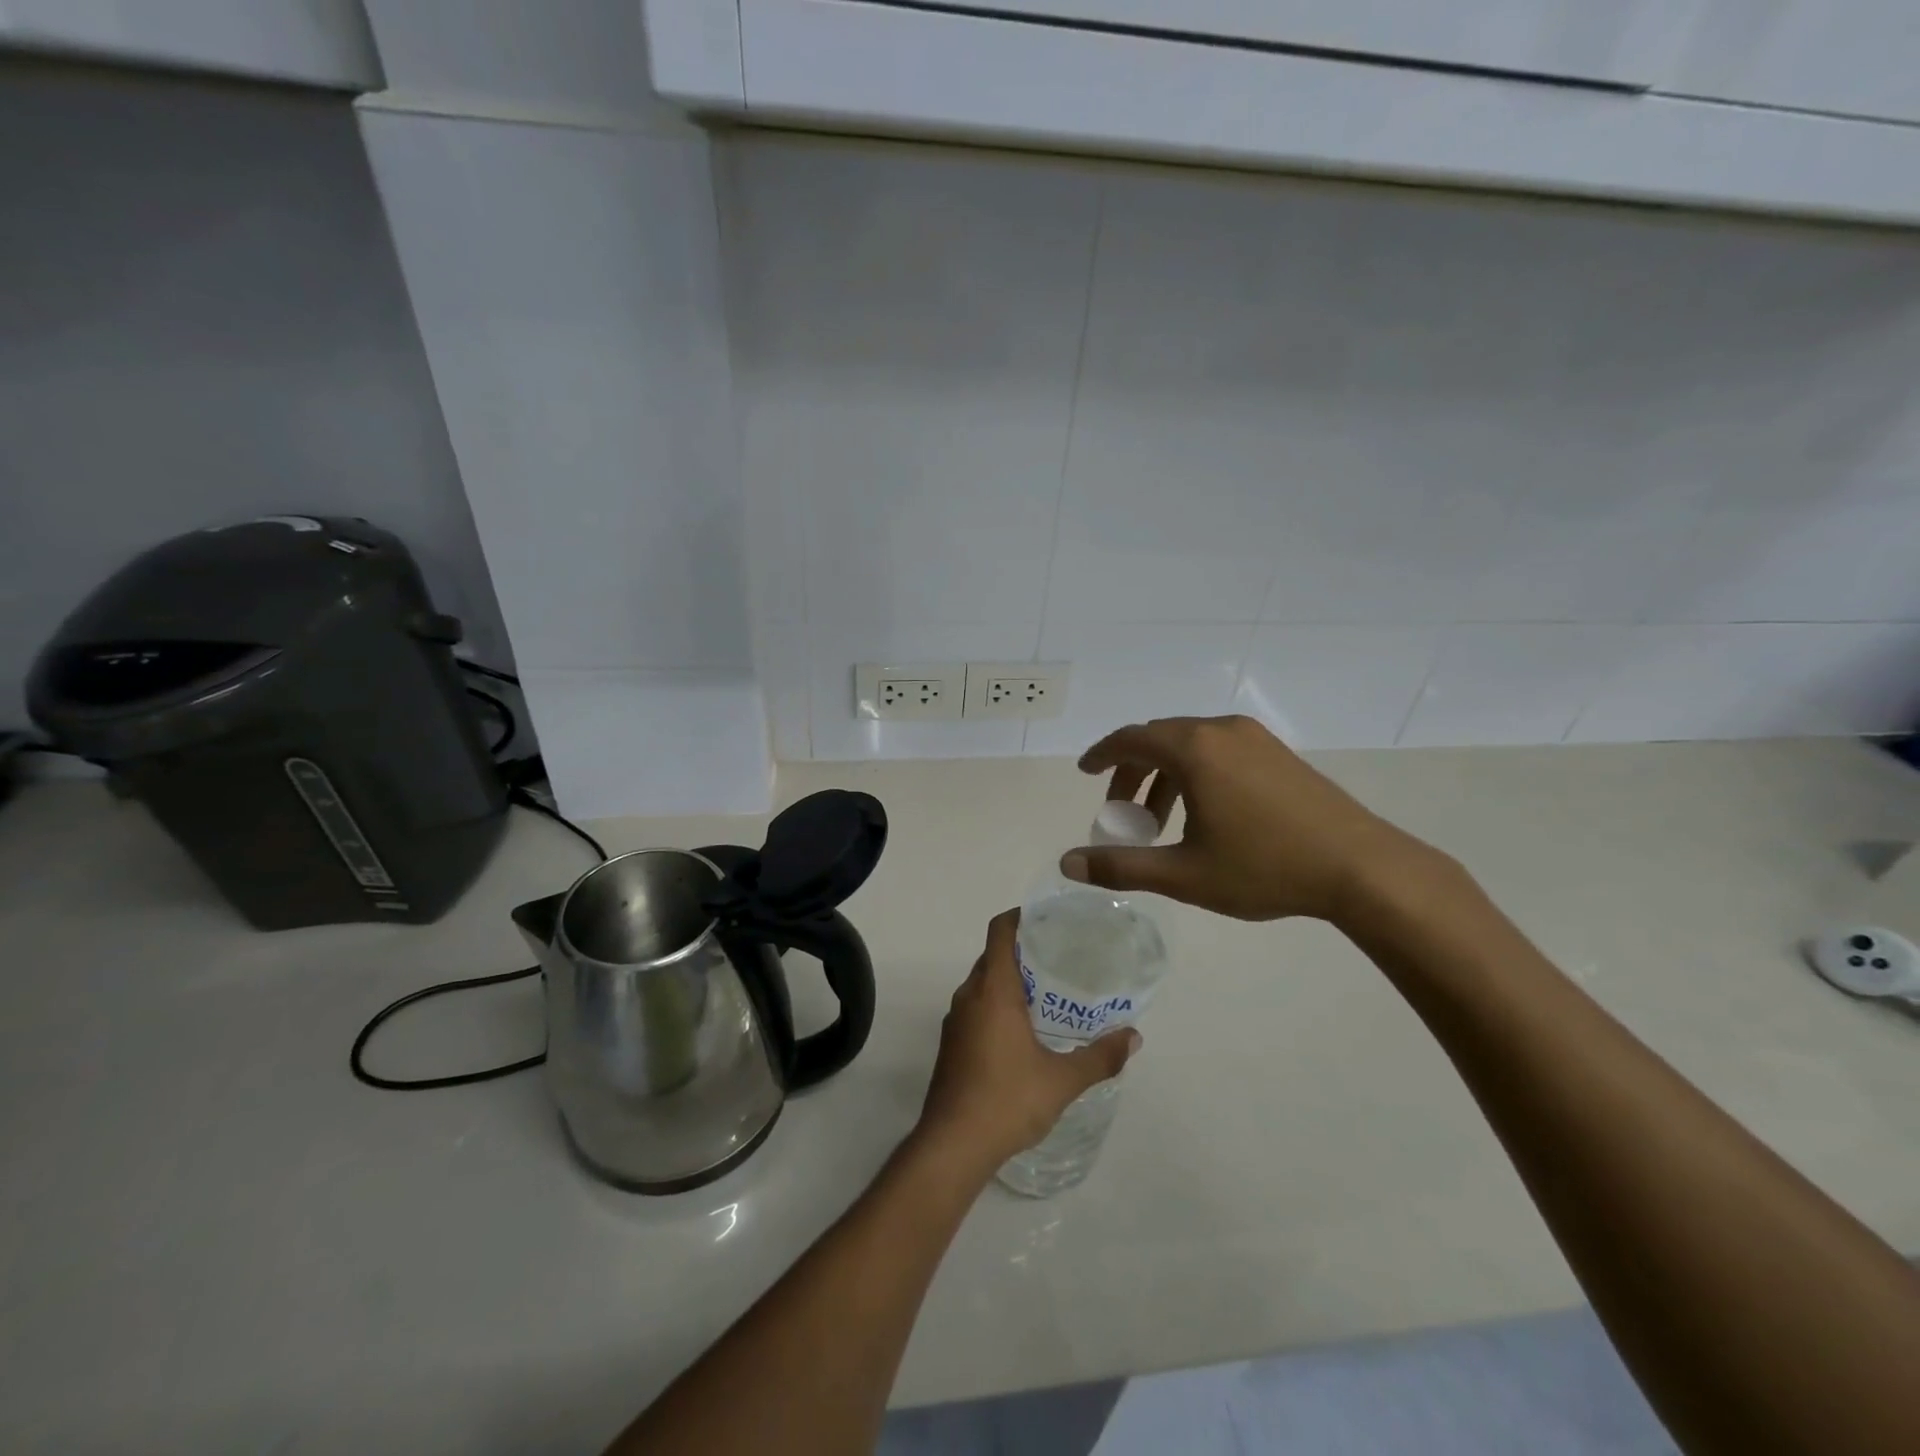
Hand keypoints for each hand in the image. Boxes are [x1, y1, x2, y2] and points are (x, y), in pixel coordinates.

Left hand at [914, 909, 1140, 1175]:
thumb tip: (1133, 1037)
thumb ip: (1099, 1056)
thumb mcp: (1062, 1079)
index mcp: (993, 990)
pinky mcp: (951, 1045)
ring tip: (1046, 993)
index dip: (1020, 917)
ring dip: (1009, 981)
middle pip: (993, 956)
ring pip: (983, 984)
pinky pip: (975, 1008)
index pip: (1000, 932)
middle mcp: (968, 996)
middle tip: (1059, 957)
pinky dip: (997, 1005)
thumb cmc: (1007, 1100)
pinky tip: (1023, 1031)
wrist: (952, 1145)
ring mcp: (955, 1021)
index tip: (1046, 918)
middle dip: (1022, 951)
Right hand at [1062, 715, 1443, 923]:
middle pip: (1159, 739)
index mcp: (1194, 749)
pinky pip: (1219, 750)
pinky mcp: (1278, 752)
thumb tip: (1067, 863)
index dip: (1102, 755)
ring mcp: (1255, 738)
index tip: (1085, 772)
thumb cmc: (1265, 867)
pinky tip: (1204, 813)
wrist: (1361, 868)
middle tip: (1122, 813)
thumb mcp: (1184, 873)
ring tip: (1161, 821)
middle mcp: (1221, 730)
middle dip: (1133, 772)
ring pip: (1191, 744)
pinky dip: (1195, 772)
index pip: (1131, 739)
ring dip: (1165, 774)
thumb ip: (1121, 866)